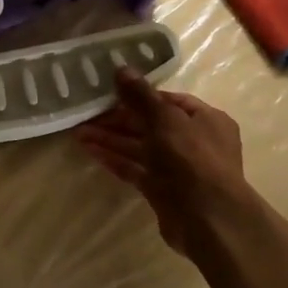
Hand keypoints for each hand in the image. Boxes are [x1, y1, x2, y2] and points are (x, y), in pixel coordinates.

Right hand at [75, 72, 250, 257]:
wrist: (208, 219)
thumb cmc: (192, 159)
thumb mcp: (166, 120)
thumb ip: (141, 96)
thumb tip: (121, 68)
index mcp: (206, 119)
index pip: (168, 101)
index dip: (140, 96)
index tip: (111, 93)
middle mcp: (194, 141)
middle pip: (151, 124)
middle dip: (118, 119)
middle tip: (86, 113)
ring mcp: (178, 168)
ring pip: (140, 147)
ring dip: (111, 139)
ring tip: (78, 132)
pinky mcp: (162, 190)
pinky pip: (135, 169)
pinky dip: (115, 159)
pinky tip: (90, 151)